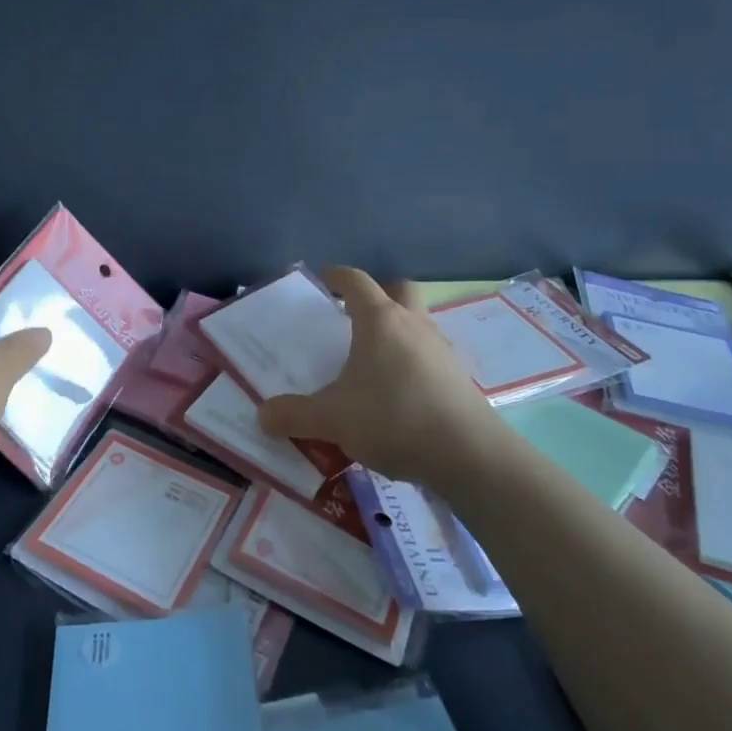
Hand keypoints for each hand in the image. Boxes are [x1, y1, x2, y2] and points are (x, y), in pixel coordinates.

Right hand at [258, 266, 494, 485]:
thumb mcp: (333, 419)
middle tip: (354, 315)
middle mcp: (413, 324)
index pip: (356, 281)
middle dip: (377, 295)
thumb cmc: (394, 418)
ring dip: (397, 331)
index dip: (337, 276)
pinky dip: (412, 363)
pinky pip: (429, 356)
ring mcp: (441, 350)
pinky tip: (398, 394)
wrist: (469, 455)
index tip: (323, 279)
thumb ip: (294, 415)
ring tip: (373, 360)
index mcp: (380, 320)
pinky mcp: (458, 378)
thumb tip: (262, 415)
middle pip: (398, 290)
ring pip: (417, 323)